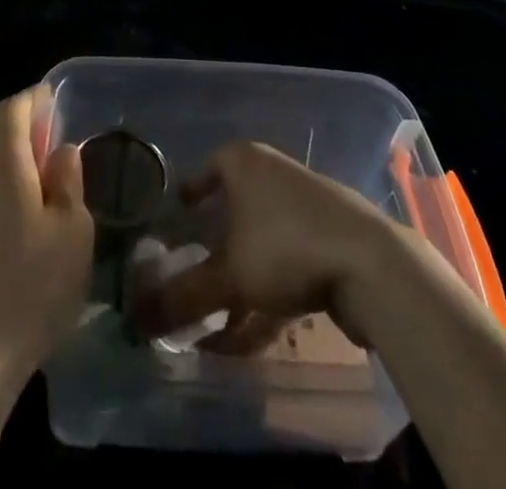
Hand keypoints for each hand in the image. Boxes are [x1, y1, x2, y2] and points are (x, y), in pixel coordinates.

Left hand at [0, 86, 93, 391]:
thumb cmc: (31, 290)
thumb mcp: (72, 233)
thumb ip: (68, 182)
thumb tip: (61, 152)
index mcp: (1, 166)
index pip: (10, 110)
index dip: (31, 99)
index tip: (50, 101)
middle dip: (22, 142)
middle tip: (51, 163)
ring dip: (3, 180)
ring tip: (30, 211)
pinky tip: (3, 251)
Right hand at [132, 141, 396, 352]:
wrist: (371, 264)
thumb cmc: (285, 246)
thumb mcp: (228, 275)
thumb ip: (182, 297)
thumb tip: (134, 319)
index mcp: (245, 163)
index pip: (209, 166)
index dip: (192, 189)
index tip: (177, 212)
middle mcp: (273, 175)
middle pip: (235, 210)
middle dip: (213, 249)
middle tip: (190, 275)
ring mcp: (305, 208)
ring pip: (260, 246)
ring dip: (238, 287)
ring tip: (214, 329)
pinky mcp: (329, 243)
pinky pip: (286, 269)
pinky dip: (266, 301)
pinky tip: (249, 343)